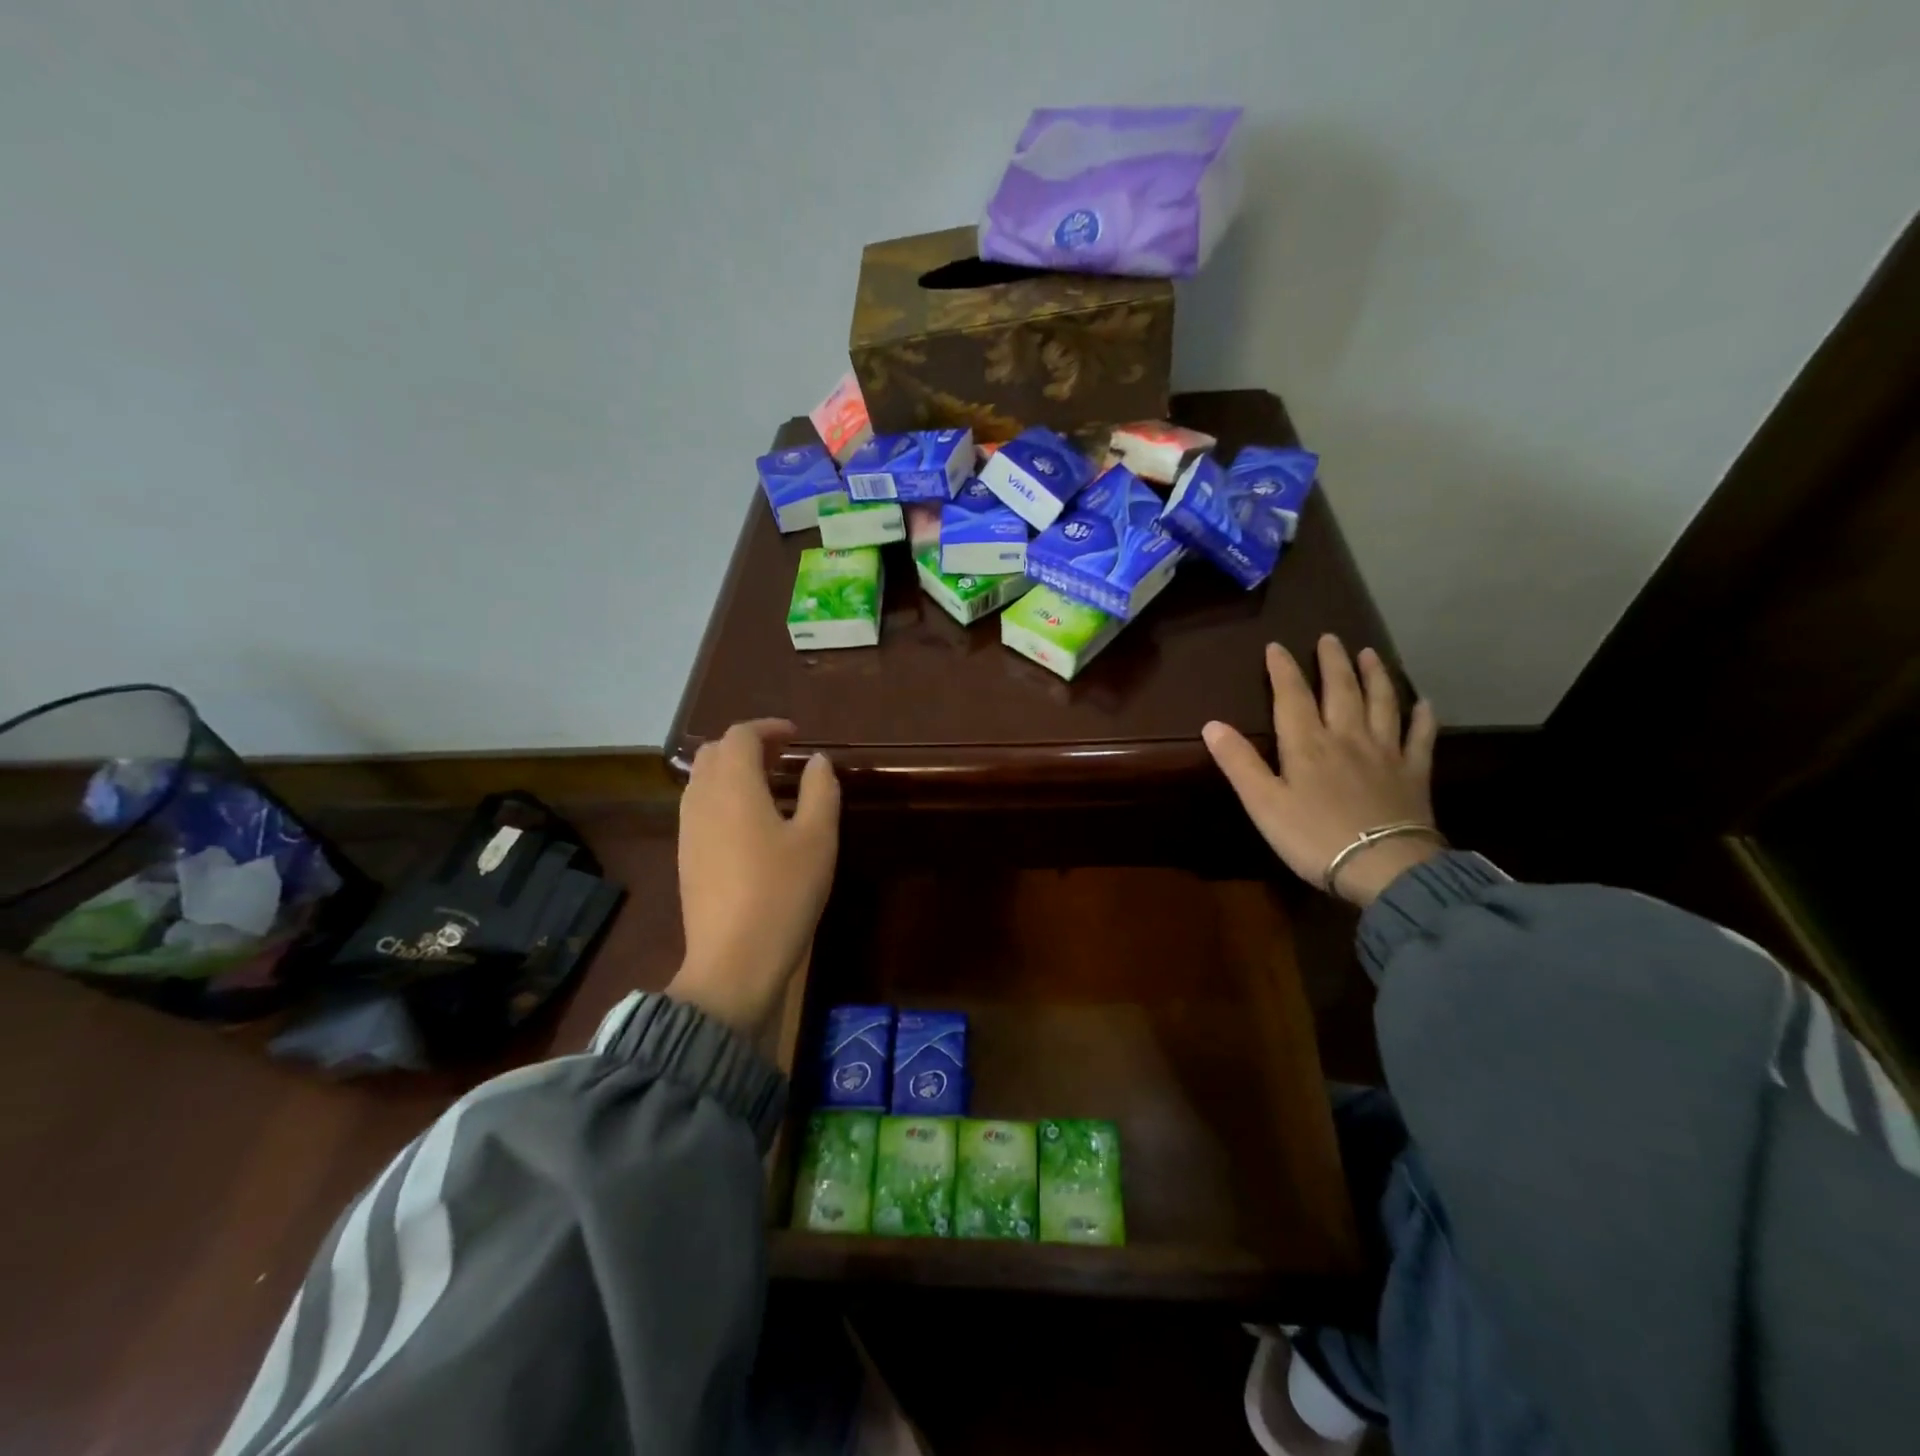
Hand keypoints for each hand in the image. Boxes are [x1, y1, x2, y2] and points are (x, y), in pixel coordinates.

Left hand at [668, 720, 839, 1035]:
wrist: (734, 961)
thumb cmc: (783, 892)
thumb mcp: (818, 838)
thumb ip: (820, 790)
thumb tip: (816, 760)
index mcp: (733, 786)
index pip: (740, 736)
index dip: (768, 728)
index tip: (796, 736)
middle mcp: (701, 799)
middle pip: (714, 752)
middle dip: (748, 746)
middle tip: (782, 757)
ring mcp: (688, 829)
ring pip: (703, 780)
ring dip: (733, 771)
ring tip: (770, 787)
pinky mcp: (686, 857)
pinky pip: (700, 807)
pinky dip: (723, 797)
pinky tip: (751, 823)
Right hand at [1203, 636, 1440, 905]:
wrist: (1384, 867)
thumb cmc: (1314, 837)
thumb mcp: (1263, 804)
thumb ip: (1239, 763)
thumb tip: (1212, 724)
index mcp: (1307, 744)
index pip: (1292, 697)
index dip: (1283, 670)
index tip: (1277, 646)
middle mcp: (1348, 737)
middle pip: (1341, 690)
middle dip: (1333, 662)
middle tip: (1330, 638)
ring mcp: (1386, 753)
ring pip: (1382, 703)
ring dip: (1376, 676)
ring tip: (1370, 654)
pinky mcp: (1414, 773)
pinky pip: (1420, 737)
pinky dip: (1422, 717)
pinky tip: (1424, 703)